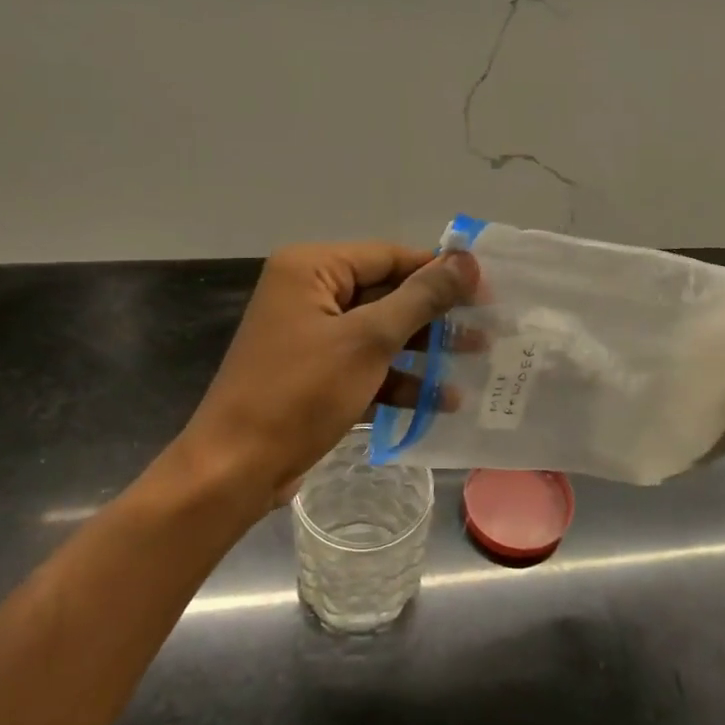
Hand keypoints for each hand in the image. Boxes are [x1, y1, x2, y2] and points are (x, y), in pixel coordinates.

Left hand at [176, 242, 477, 507]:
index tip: (487, 289)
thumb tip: (466, 260)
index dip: (439, 272)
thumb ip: (420, 298)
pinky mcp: (315, 375)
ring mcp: (311, 337)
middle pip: (387, 294)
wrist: (237, 468)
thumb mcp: (368, 340)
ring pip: (380, 333)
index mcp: (312, 269)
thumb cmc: (301, 392)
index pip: (389, 256)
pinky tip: (441, 401)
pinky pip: (366, 366)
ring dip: (425, 351)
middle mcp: (309, 294)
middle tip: (487, 328)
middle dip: (436, 316)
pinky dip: (399, 380)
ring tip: (476, 361)